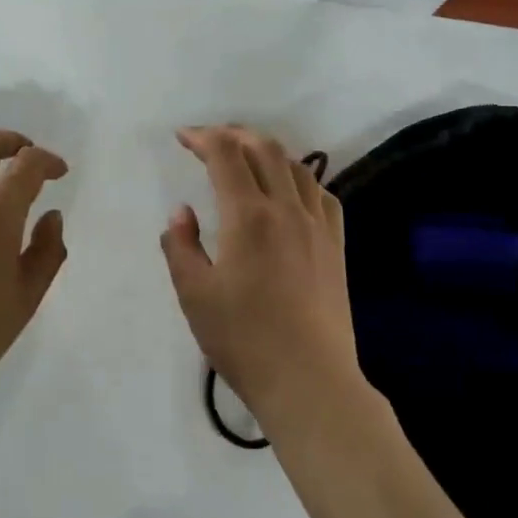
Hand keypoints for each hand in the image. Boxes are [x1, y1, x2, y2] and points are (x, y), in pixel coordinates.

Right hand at [162, 126, 359, 428]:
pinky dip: (299, 178)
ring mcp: (317, 226)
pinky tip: (290, 191)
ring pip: (296, 167)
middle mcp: (286, 209)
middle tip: (210, 141)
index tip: (182, 137)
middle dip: (234, 135)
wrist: (309, 382)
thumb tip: (182, 213)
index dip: (202, 137)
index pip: (225, 154)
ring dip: (267, 151)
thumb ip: (181, 246)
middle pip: (264, 149)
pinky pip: (321, 194)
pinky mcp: (336, 246)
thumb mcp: (194, 294)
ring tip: (246, 159)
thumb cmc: (243, 339)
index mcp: (248, 216)